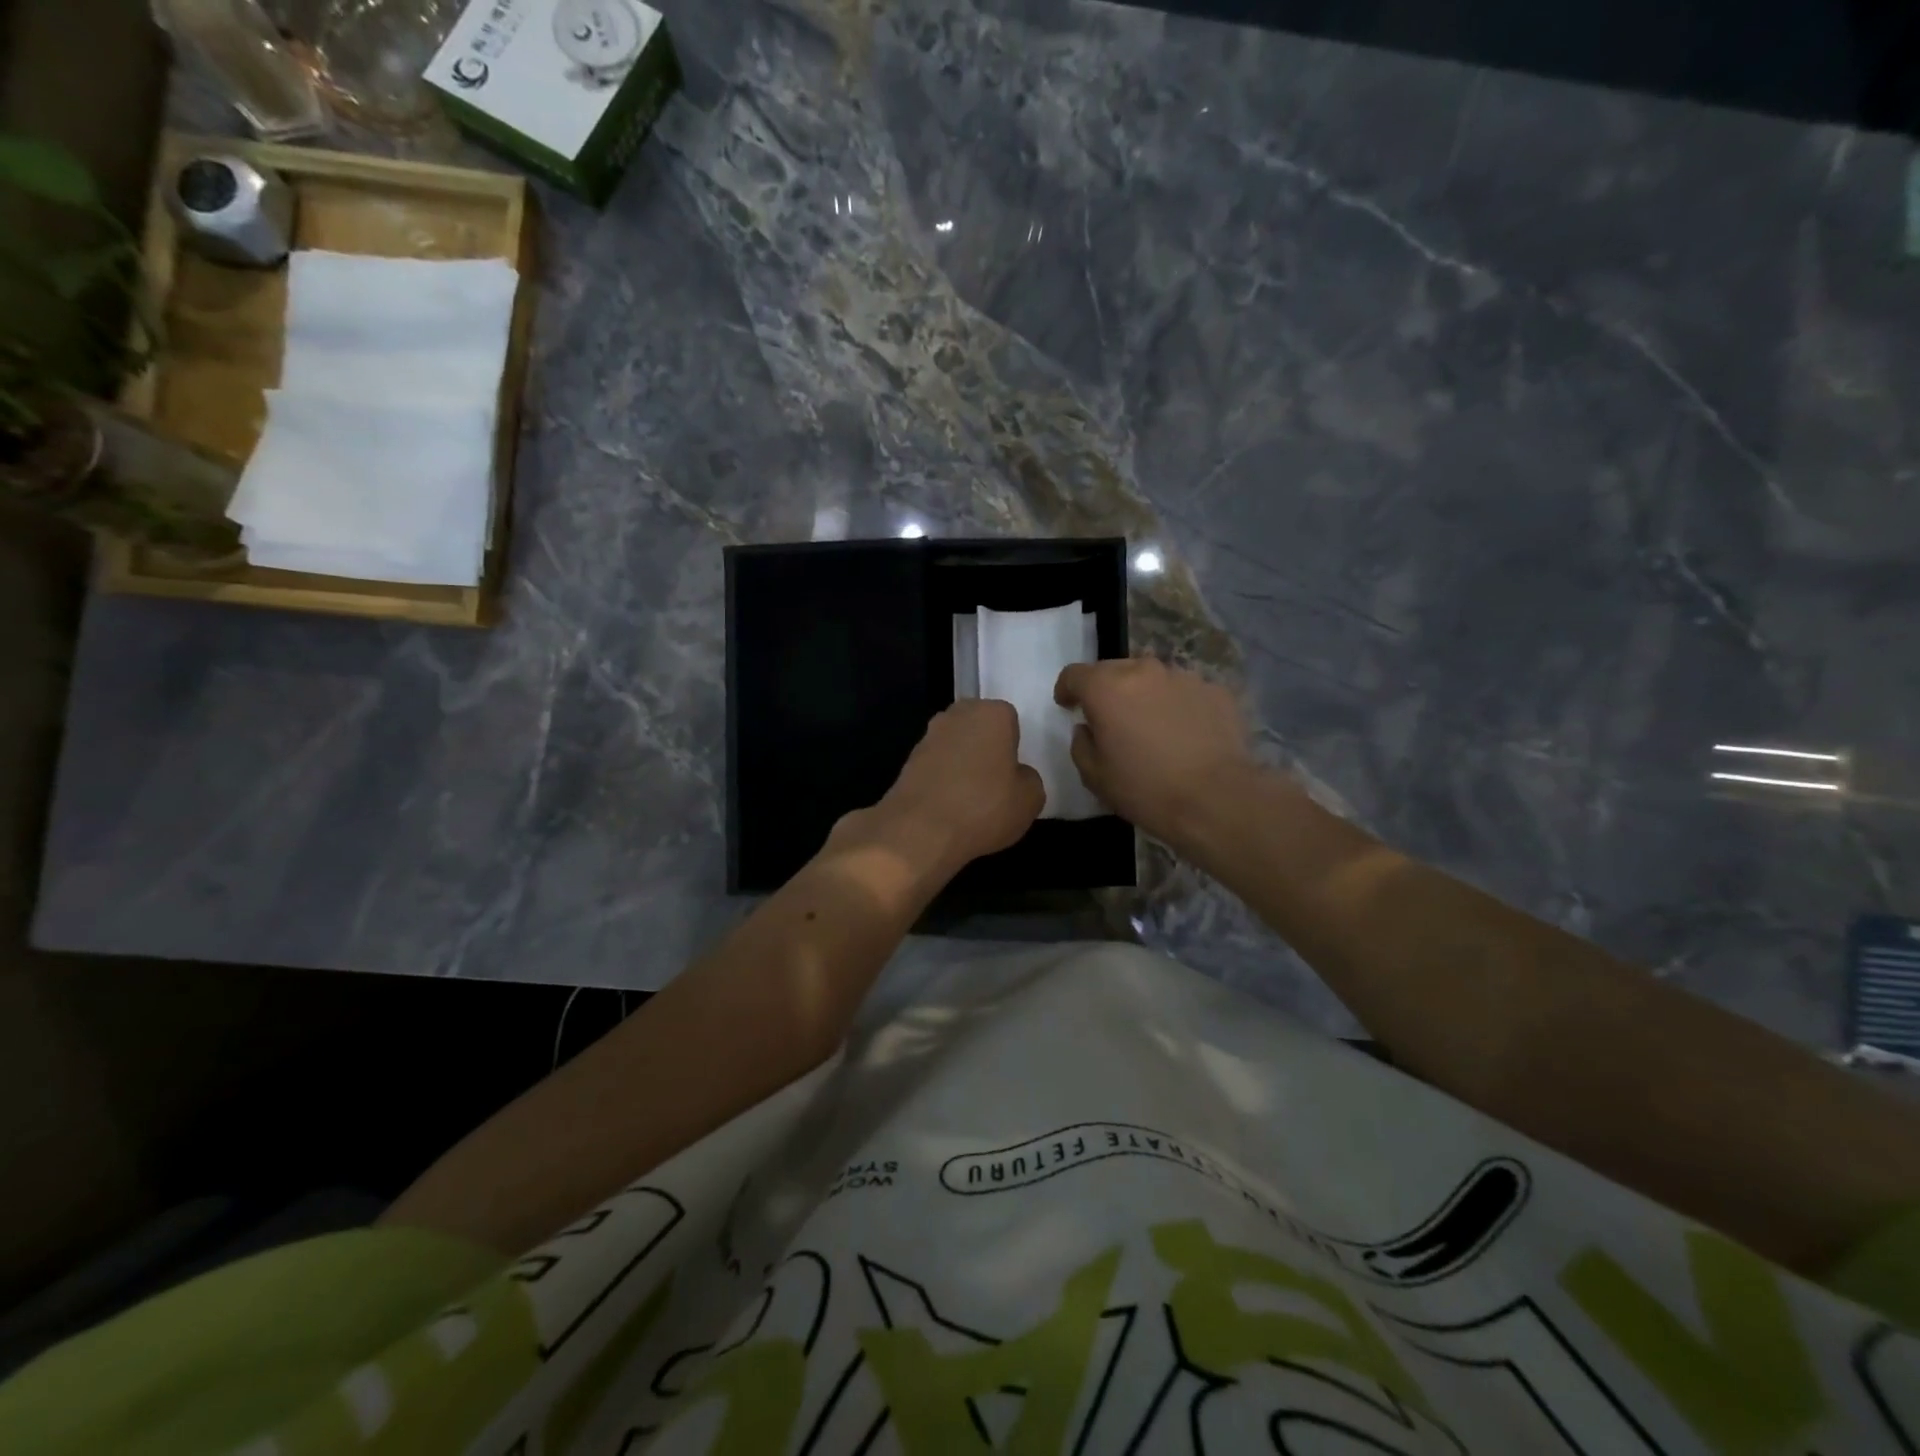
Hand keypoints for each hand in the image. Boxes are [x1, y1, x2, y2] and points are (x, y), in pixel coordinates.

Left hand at [846, 699, 1044, 871]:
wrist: (921, 830)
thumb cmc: (984, 807)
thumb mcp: (1030, 799)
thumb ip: (1029, 778)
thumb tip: (1016, 775)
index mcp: (992, 713)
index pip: (1009, 719)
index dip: (1013, 745)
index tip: (1013, 771)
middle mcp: (957, 715)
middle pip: (978, 727)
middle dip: (986, 748)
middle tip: (995, 782)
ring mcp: (928, 736)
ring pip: (955, 745)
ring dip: (962, 763)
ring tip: (970, 799)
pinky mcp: (907, 760)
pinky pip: (936, 765)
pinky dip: (942, 779)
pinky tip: (948, 806)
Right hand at [1054, 657, 1264, 848]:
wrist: (1216, 799)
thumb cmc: (1146, 789)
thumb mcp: (1094, 776)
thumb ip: (1081, 744)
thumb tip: (1087, 728)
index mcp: (1106, 688)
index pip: (1074, 674)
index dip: (1067, 689)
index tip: (1068, 706)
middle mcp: (1144, 670)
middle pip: (1114, 669)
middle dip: (1107, 690)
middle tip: (1111, 720)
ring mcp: (1184, 677)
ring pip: (1153, 679)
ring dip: (1144, 696)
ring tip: (1152, 728)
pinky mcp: (1216, 691)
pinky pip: (1185, 692)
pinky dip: (1177, 706)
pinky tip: (1185, 735)